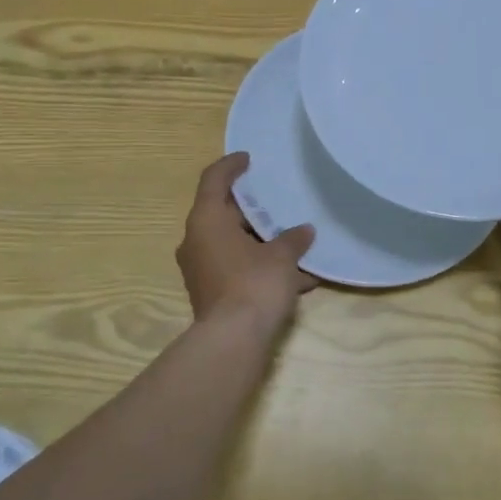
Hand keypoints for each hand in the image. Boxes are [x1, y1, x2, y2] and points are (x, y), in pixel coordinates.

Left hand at [176, 153, 317, 327]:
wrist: (232, 340)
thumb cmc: (254, 284)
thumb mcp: (281, 257)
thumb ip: (293, 238)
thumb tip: (304, 231)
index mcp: (206, 220)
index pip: (213, 179)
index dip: (230, 165)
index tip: (248, 159)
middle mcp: (196, 240)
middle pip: (222, 213)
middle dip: (252, 209)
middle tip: (277, 201)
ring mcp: (200, 268)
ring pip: (231, 243)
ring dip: (259, 241)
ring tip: (292, 240)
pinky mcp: (210, 291)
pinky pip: (236, 267)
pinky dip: (259, 265)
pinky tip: (294, 277)